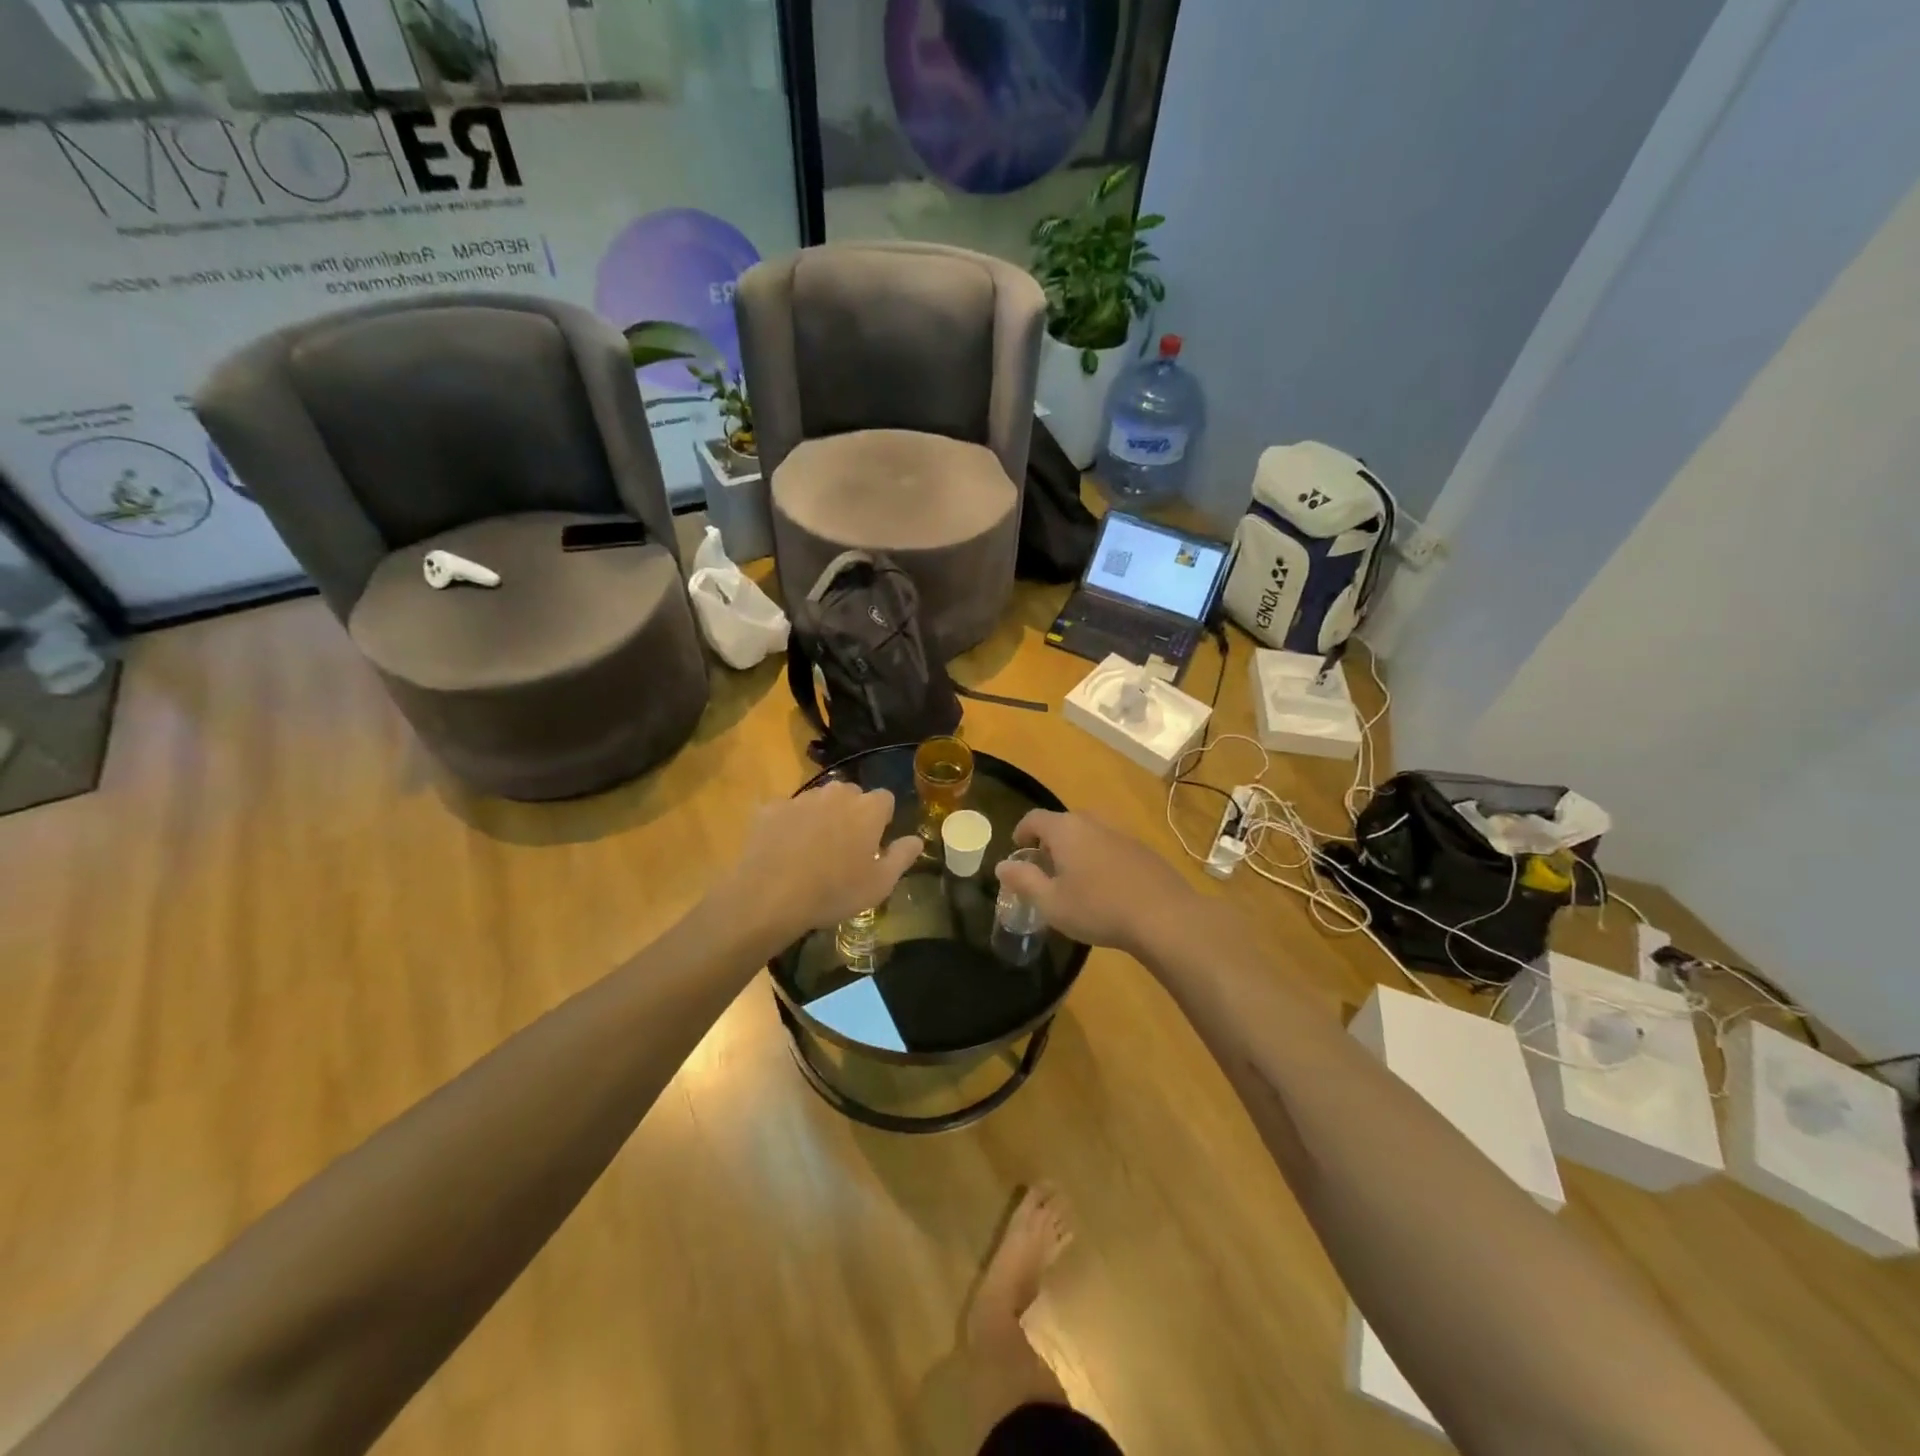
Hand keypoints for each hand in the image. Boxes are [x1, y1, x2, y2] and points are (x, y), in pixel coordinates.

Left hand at [721, 781, 922, 942]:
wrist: (770, 896)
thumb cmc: (834, 891)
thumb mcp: (880, 884)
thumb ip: (902, 856)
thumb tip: (916, 839)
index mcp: (867, 809)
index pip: (885, 799)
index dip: (882, 819)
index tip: (875, 842)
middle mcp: (836, 793)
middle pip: (851, 795)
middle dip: (852, 813)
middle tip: (845, 847)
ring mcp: (801, 798)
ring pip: (819, 800)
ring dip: (821, 816)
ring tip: (812, 849)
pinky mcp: (770, 808)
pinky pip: (787, 811)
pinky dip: (789, 824)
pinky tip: (784, 850)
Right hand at [994, 810, 1198, 957]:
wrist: (1164, 917)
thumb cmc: (1098, 908)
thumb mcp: (1051, 902)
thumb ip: (1024, 880)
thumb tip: (1002, 865)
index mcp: (1066, 829)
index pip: (1034, 818)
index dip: (1021, 832)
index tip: (1018, 850)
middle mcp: (1093, 823)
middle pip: (1063, 823)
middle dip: (1050, 841)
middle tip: (1044, 867)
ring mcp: (1122, 834)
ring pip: (1090, 834)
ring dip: (1077, 850)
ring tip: (1074, 879)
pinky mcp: (1143, 851)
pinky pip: (1111, 847)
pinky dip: (1100, 859)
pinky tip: (1105, 888)